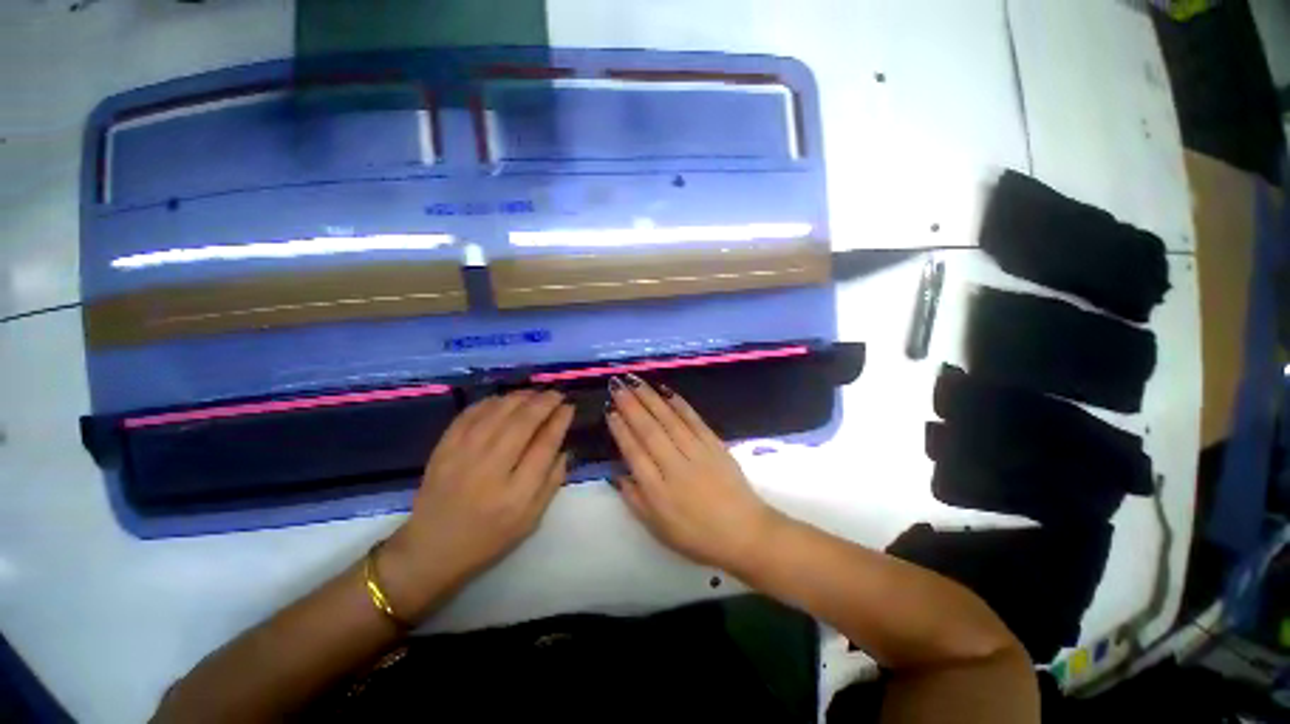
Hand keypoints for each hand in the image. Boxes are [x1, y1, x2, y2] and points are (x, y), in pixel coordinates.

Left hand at [380, 390, 572, 617]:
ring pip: (498, 412)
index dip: (560, 420)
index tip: (569, 407)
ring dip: (521, 397)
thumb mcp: (531, 520)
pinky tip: (504, 400)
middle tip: (557, 394)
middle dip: (544, 401)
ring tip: (535, 394)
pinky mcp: (443, 448)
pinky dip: (491, 401)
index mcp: (516, 494)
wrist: (431, 549)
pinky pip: (470, 413)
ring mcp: (463, 455)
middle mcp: (490, 469)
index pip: (545, 444)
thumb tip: (564, 448)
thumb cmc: (489, 538)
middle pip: (523, 422)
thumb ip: (552, 483)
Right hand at [606, 373, 779, 568]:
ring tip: (635, 381)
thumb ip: (634, 499)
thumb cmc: (697, 535)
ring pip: (669, 420)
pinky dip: (679, 404)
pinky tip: (666, 391)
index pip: (634, 452)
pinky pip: (694, 420)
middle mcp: (675, 467)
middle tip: (616, 385)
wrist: (745, 532)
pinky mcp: (715, 445)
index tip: (610, 410)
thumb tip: (616, 474)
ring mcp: (697, 453)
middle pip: (649, 430)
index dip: (620, 429)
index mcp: (658, 491)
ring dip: (651, 398)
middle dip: (631, 405)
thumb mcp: (658, 529)